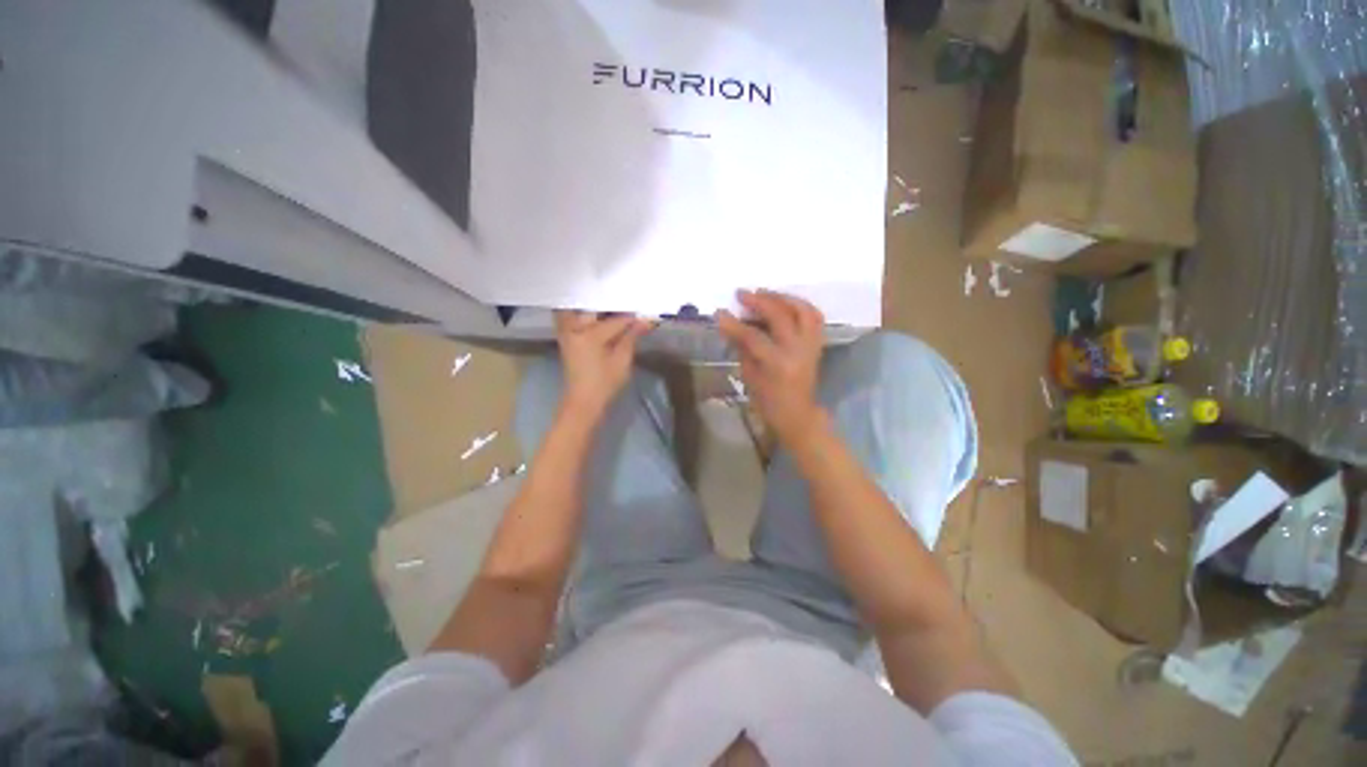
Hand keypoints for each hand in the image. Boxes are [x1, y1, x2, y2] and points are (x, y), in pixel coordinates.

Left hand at [554, 311, 652, 417]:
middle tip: (631, 309)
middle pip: (597, 309)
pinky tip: (598, 316)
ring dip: (597, 308)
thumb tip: (646, 321)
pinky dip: (584, 314)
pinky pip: (572, 317)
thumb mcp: (622, 361)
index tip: (647, 317)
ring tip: (615, 310)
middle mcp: (575, 328)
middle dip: (614, 308)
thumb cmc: (605, 384)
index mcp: (590, 335)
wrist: (583, 402)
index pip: (616, 321)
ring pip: (581, 310)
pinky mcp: (566, 337)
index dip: (633, 319)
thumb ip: (631, 337)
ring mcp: (567, 332)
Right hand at [716, 290, 825, 444]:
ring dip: (784, 298)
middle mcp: (797, 351)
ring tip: (765, 294)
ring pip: (803, 311)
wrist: (797, 414)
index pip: (753, 337)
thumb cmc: (768, 400)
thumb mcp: (749, 375)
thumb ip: (742, 347)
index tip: (719, 312)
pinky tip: (785, 303)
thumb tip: (731, 324)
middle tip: (742, 294)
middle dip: (760, 301)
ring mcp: (810, 346)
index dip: (734, 324)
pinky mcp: (817, 344)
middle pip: (780, 316)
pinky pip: (814, 317)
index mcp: (777, 364)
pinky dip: (800, 306)